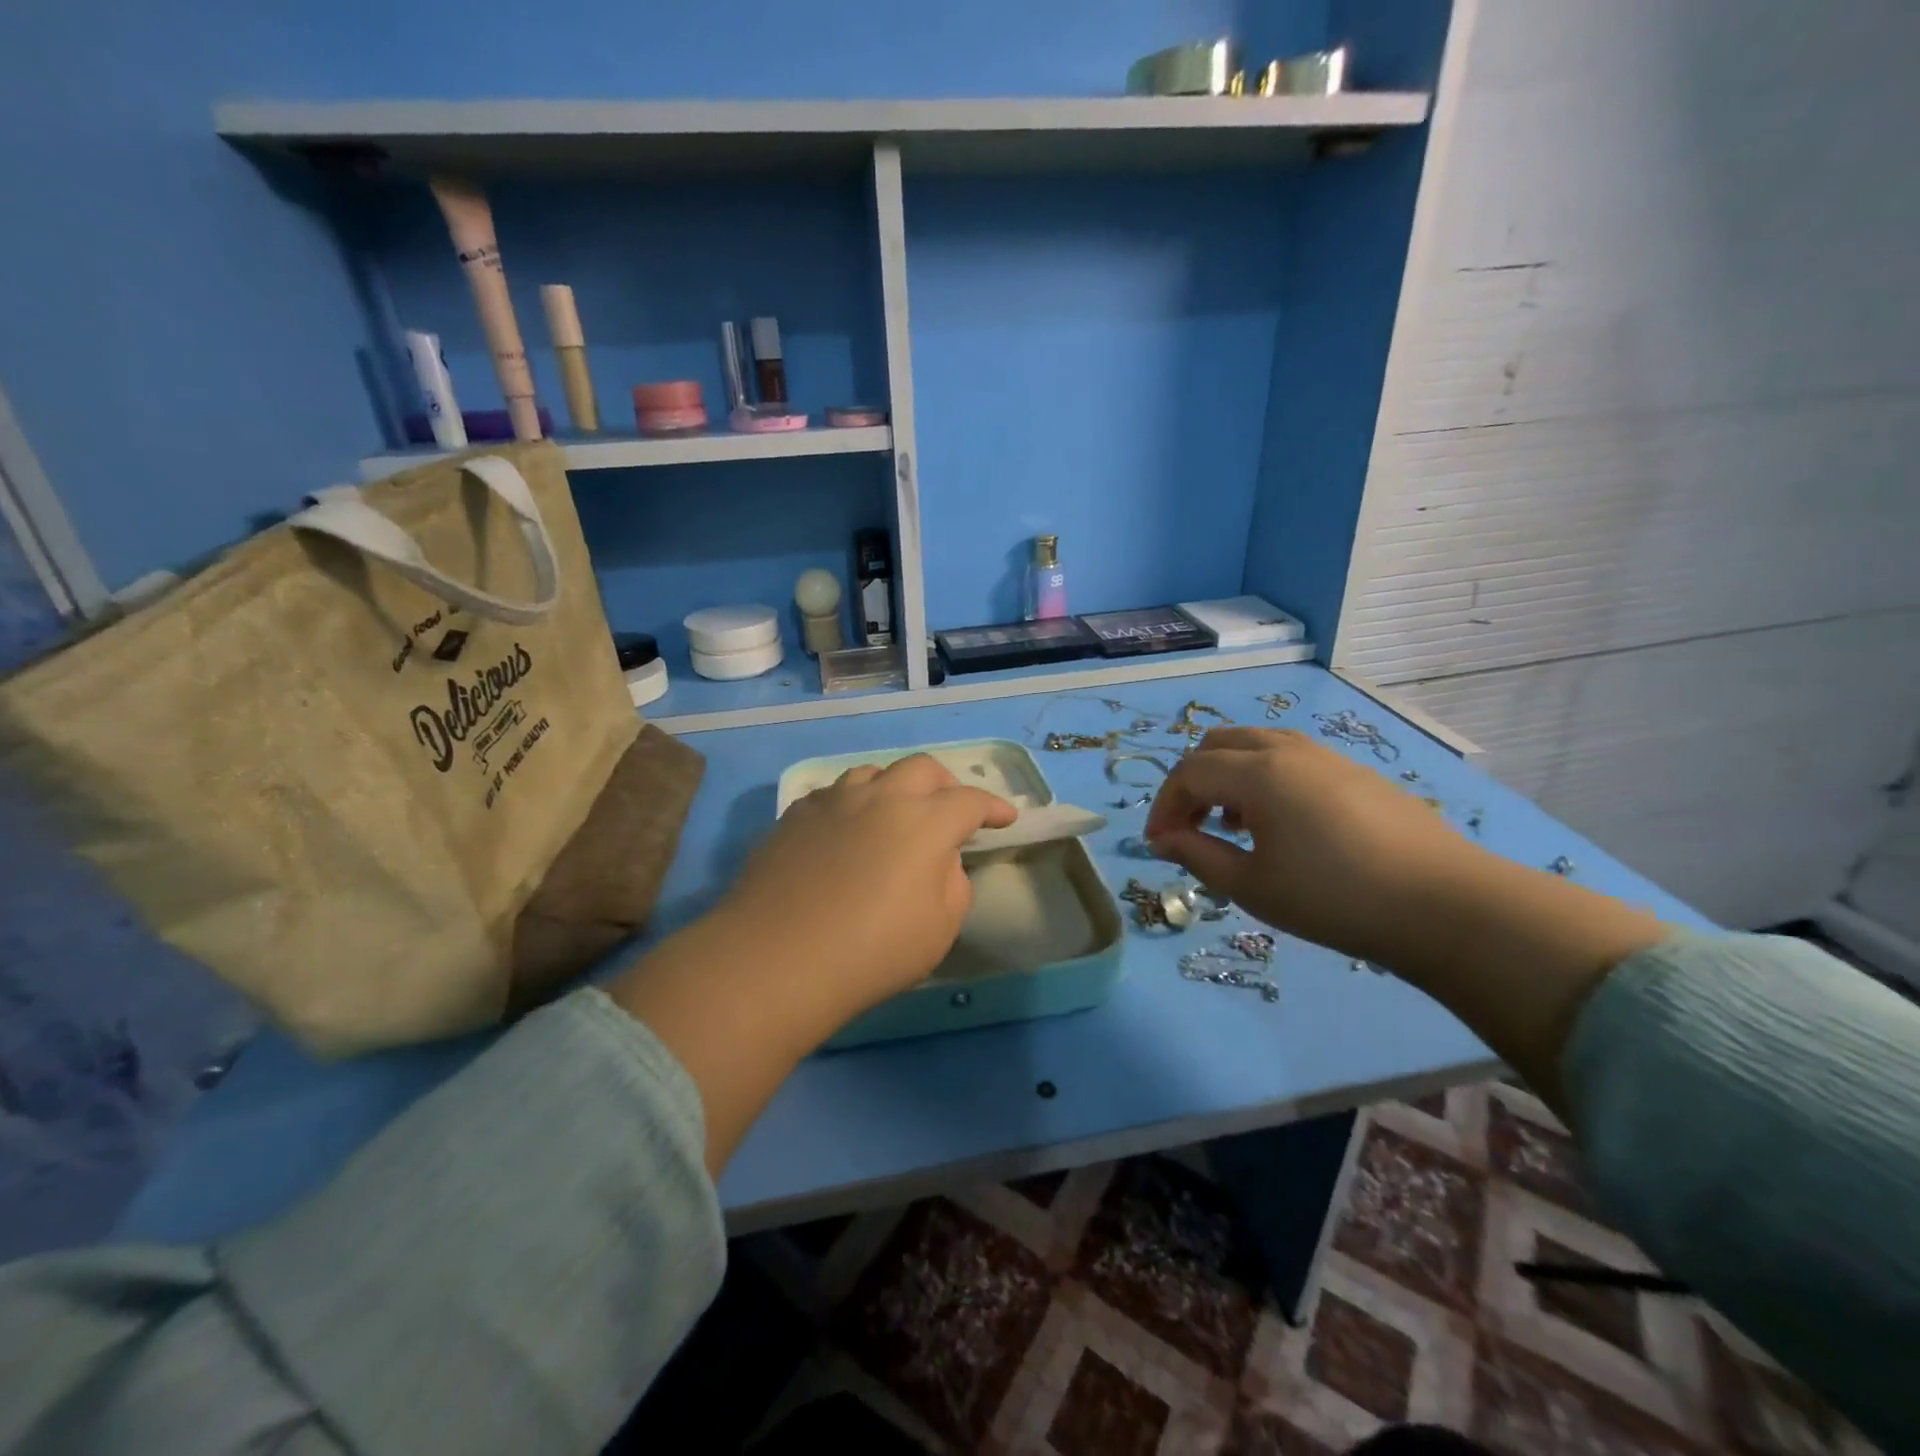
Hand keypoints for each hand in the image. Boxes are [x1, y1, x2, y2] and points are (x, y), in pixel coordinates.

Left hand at [716, 754, 1015, 1012]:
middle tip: (951, 810)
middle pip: (922, 769)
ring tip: (895, 813)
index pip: (970, 801)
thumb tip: (939, 860)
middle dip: (946, 784)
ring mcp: (833, 801)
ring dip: (894, 787)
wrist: (777, 958)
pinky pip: (833, 795)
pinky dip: (852, 804)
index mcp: (925, 822)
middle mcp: (881, 797)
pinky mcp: (795, 815)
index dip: (993, 807)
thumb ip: (952, 883)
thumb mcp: (939, 929)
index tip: (1005, 818)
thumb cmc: (872, 951)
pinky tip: (846, 830)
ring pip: (873, 773)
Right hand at [1144, 726, 1468, 965]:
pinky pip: (1290, 758)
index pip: (1188, 773)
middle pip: (1218, 744)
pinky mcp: (1355, 772)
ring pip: (1256, 745)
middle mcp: (1288, 750)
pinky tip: (1280, 825)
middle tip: (1190, 828)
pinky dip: (1264, 779)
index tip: (1159, 845)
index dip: (1164, 806)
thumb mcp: (1253, 886)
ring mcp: (1326, 756)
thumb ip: (1198, 855)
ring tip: (1232, 826)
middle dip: (1192, 782)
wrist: (1445, 905)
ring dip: (1228, 776)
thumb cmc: (1334, 898)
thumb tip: (1163, 839)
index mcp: (1258, 772)